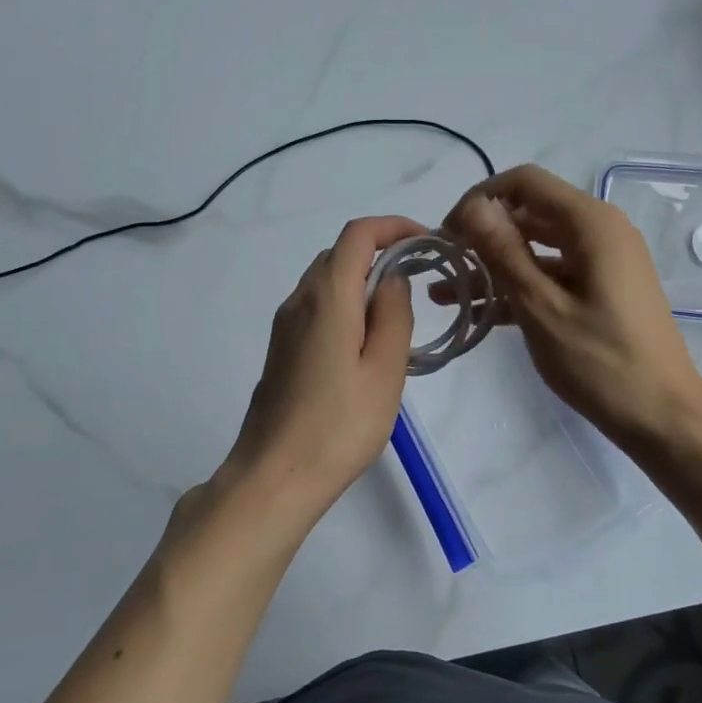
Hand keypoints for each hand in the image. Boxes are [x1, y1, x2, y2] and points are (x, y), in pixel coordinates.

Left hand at [220, 215, 421, 516]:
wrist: (274, 475)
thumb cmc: (339, 426)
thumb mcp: (385, 370)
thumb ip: (394, 315)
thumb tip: (392, 278)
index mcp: (327, 296)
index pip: (357, 234)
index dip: (393, 226)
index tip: (426, 243)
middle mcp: (299, 300)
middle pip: (339, 254)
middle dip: (381, 253)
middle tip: (419, 283)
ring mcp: (284, 325)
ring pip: (326, 282)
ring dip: (362, 282)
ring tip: (397, 316)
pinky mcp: (281, 349)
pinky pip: (316, 308)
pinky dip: (345, 306)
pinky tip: (364, 344)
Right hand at [439, 165, 701, 455]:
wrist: (662, 416)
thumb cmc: (601, 362)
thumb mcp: (541, 307)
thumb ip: (504, 252)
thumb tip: (472, 206)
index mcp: (591, 224)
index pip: (525, 182)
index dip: (480, 199)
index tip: (447, 234)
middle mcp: (600, 231)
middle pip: (530, 212)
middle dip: (482, 233)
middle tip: (443, 263)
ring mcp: (601, 262)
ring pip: (536, 247)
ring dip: (493, 264)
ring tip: (446, 291)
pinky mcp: (599, 290)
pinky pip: (551, 275)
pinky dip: (517, 287)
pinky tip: (477, 310)